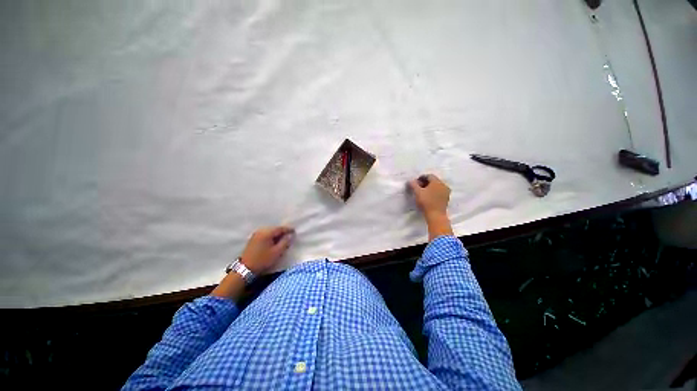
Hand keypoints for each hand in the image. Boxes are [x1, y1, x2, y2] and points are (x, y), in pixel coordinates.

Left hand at [240, 226, 294, 274]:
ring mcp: (256, 235)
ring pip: (270, 232)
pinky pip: (265, 235)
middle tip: (290, 236)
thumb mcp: (277, 252)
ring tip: (283, 240)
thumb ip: (285, 242)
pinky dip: (271, 237)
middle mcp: (261, 231)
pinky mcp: (253, 239)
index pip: (280, 228)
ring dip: (277, 235)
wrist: (245, 269)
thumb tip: (290, 235)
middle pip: (275, 229)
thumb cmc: (263, 260)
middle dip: (282, 232)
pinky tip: (274, 242)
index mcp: (267, 232)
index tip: (295, 232)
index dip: (288, 230)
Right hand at [408, 174, 453, 239]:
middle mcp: (443, 185)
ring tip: (422, 192)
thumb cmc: (426, 202)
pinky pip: (439, 191)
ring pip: (437, 186)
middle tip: (418, 187)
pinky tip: (428, 197)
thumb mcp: (417, 192)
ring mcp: (446, 192)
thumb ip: (413, 185)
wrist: (436, 215)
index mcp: (437, 182)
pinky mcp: (446, 198)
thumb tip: (410, 181)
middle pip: (433, 180)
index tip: (415, 183)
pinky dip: (433, 192)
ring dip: (429, 187)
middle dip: (425, 182)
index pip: (429, 176)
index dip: (421, 178)